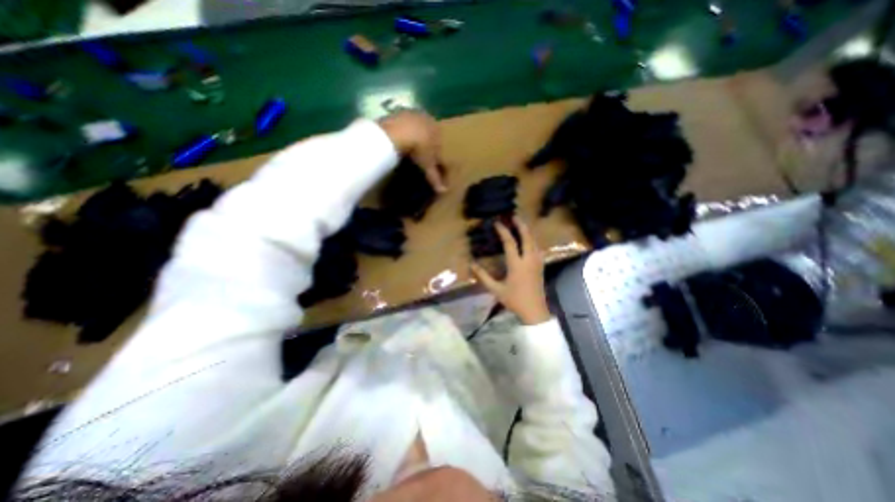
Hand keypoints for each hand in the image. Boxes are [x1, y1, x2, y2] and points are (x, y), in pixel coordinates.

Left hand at [377, 110, 446, 191]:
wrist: (399, 131)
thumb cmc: (419, 148)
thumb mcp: (428, 165)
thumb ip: (435, 177)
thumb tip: (443, 191)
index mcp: (438, 130)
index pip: (440, 144)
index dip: (437, 155)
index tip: (433, 162)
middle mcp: (427, 119)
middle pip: (428, 133)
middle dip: (425, 144)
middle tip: (419, 155)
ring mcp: (412, 113)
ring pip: (415, 127)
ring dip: (413, 136)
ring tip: (407, 148)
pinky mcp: (397, 112)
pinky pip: (401, 124)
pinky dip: (401, 132)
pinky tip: (396, 140)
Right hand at [468, 215, 552, 324]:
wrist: (535, 311)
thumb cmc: (514, 300)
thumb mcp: (496, 289)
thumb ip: (483, 276)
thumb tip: (471, 264)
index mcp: (517, 265)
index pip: (510, 243)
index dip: (503, 231)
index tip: (497, 223)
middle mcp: (528, 260)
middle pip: (527, 237)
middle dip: (521, 225)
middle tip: (514, 216)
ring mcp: (537, 262)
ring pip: (534, 241)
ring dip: (527, 231)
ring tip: (521, 224)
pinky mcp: (540, 266)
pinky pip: (537, 247)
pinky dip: (532, 239)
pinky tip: (529, 240)